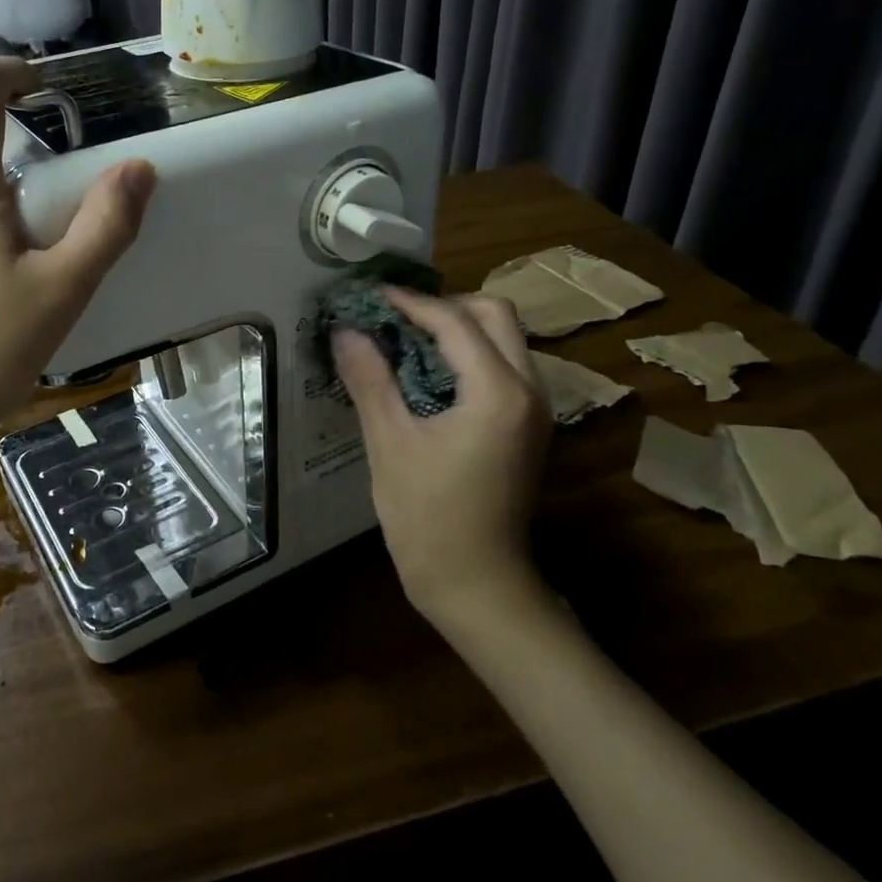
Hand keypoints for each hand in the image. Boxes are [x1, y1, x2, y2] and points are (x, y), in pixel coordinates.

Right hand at [331, 290, 551, 625]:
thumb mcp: (390, 444)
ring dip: (458, 328)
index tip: (372, 295)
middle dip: (445, 306)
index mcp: (498, 392)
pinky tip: (428, 372)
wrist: (478, 585)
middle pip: (495, 316)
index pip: (455, 322)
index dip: (412, 303)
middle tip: (396, 317)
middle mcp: (530, 390)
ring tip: (406, 339)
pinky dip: (468, 353)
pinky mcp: (529, 426)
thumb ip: (370, 380)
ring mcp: (536, 409)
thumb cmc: (428, 518)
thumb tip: (346, 331)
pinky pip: (503, 366)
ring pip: (504, 338)